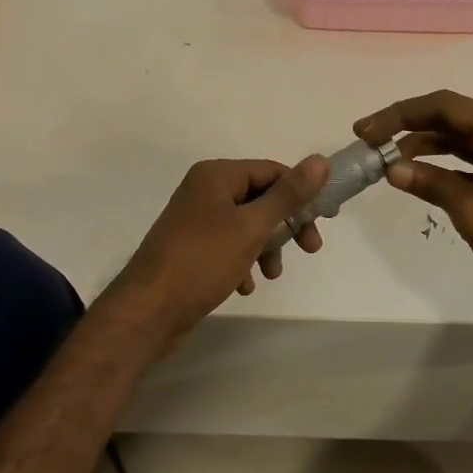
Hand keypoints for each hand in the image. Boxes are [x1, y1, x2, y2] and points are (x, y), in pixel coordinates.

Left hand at [107, 155, 329, 342]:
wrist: (148, 311)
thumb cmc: (202, 261)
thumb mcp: (252, 226)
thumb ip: (288, 195)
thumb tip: (320, 161)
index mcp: (216, 175)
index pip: (271, 171)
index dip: (300, 192)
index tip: (325, 219)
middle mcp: (204, 190)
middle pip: (260, 198)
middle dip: (285, 225)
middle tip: (310, 248)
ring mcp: (194, 220)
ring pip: (246, 224)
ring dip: (265, 246)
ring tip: (272, 273)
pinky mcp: (190, 247)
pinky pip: (228, 245)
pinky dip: (242, 261)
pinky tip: (245, 285)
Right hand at [355, 90, 472, 308]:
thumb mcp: (472, 211)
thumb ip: (431, 183)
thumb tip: (391, 169)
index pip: (445, 107)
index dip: (401, 114)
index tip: (367, 130)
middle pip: (452, 117)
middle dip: (409, 126)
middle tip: (369, 140)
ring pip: (460, 138)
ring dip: (424, 145)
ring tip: (386, 158)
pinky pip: (471, 158)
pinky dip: (443, 164)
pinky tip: (416, 174)